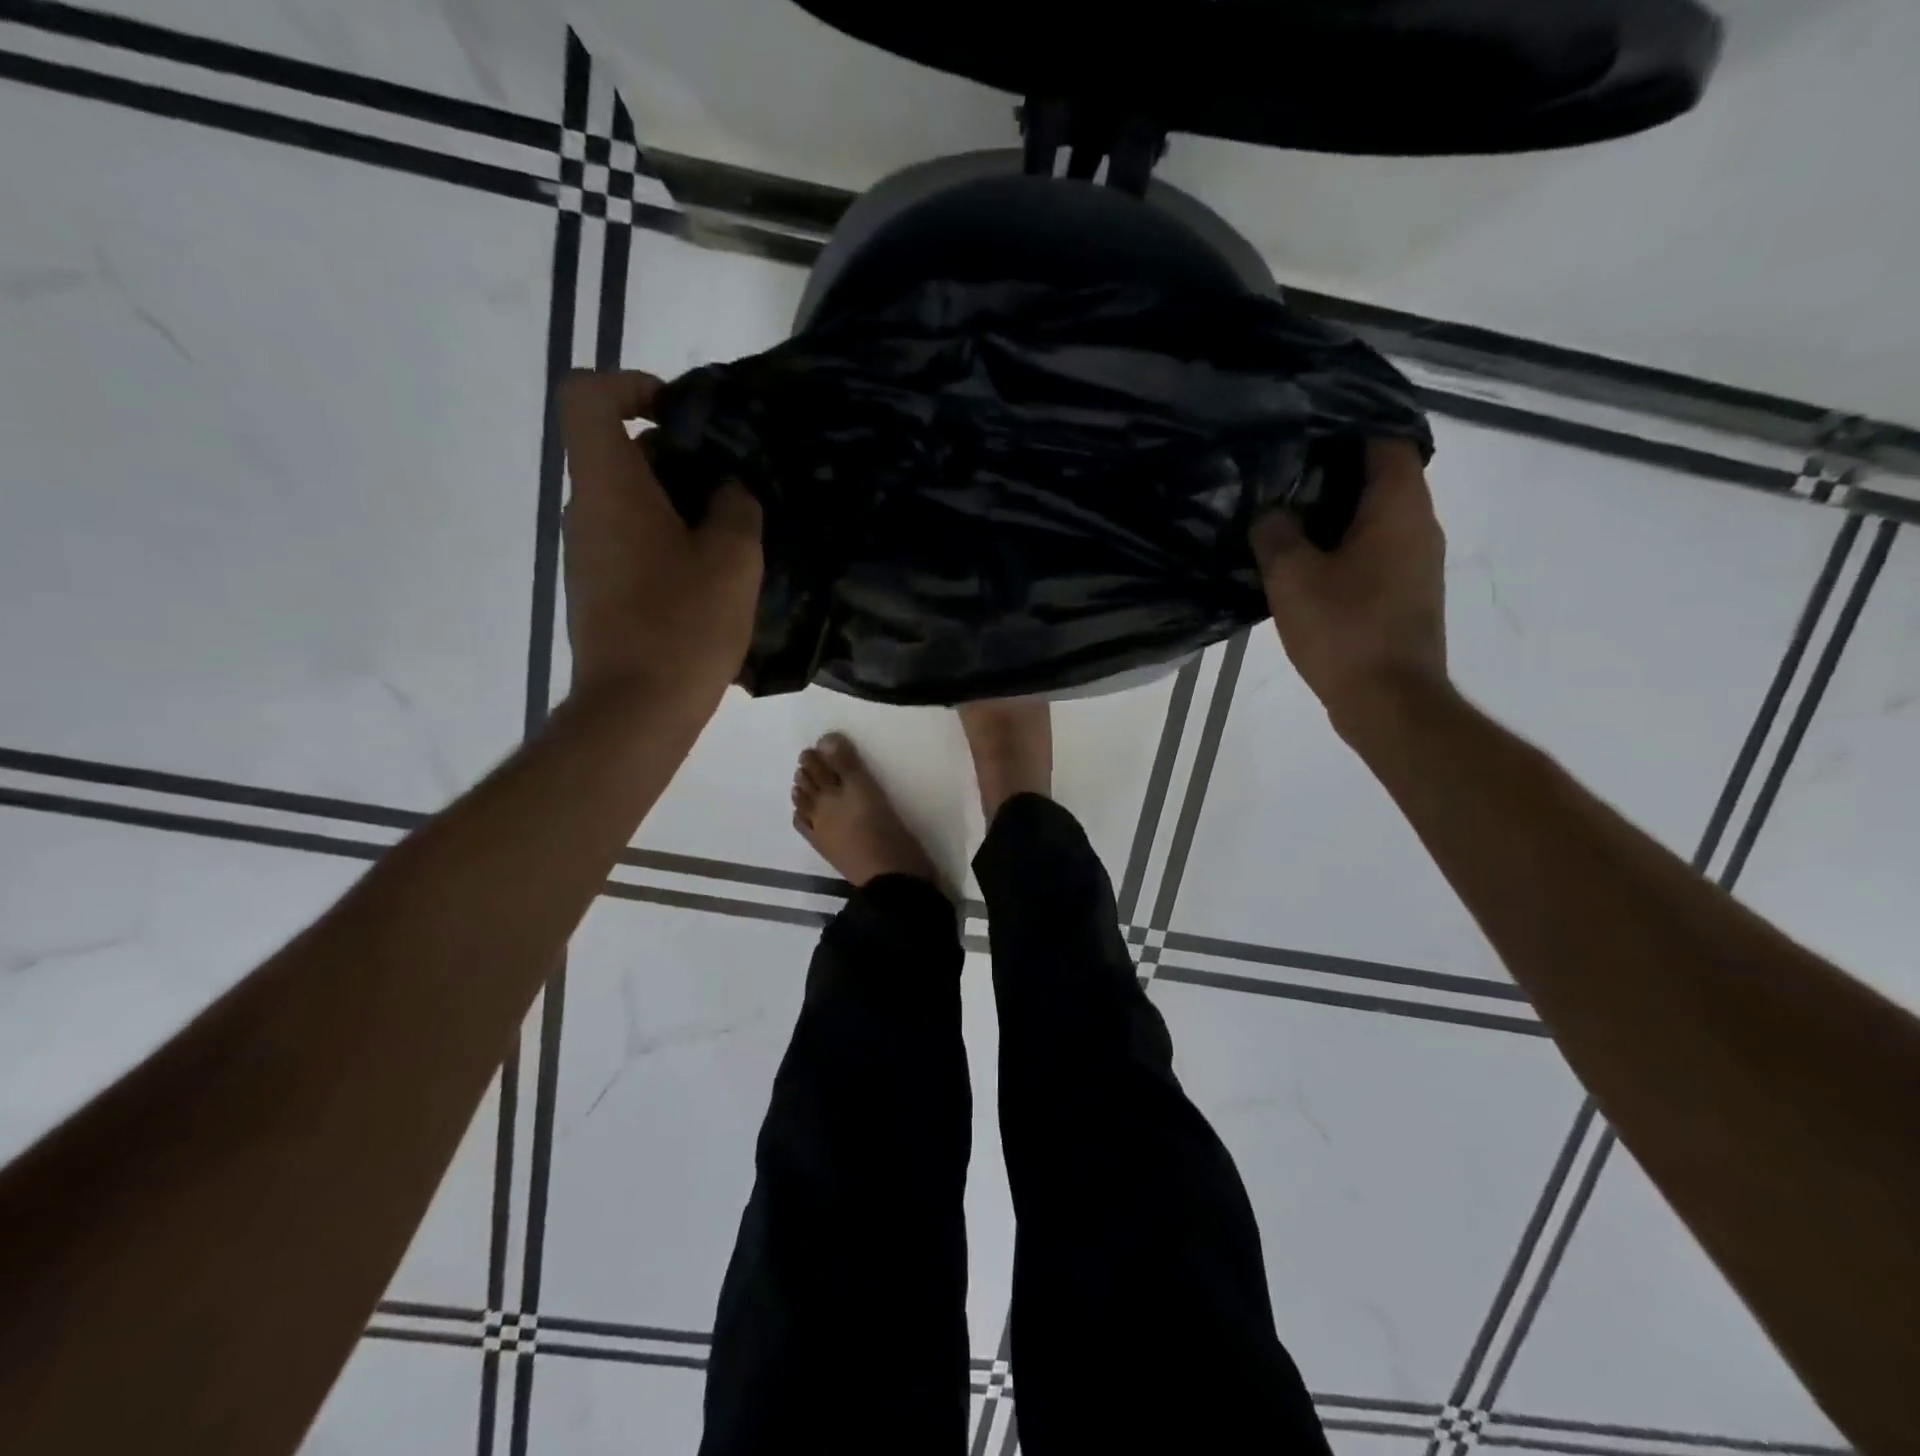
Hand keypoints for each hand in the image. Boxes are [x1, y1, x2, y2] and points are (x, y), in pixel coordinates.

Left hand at [558, 370, 762, 709]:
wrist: (636, 709)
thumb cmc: (684, 625)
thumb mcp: (733, 558)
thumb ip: (736, 505)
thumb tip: (728, 487)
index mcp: (610, 486)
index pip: (589, 397)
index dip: (632, 386)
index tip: (682, 415)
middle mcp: (585, 510)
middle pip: (620, 452)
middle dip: (679, 457)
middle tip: (734, 489)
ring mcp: (587, 553)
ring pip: (630, 501)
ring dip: (679, 505)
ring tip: (732, 539)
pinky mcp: (598, 590)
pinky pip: (630, 541)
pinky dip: (667, 541)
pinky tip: (710, 579)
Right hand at [1250, 437, 1447, 733]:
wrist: (1388, 701)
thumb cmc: (1343, 630)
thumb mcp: (1292, 577)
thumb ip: (1275, 532)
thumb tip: (1270, 509)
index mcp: (1400, 508)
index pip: (1387, 441)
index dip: (1349, 429)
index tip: (1306, 432)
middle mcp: (1421, 525)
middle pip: (1385, 477)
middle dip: (1337, 471)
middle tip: (1285, 473)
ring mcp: (1419, 561)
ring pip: (1380, 516)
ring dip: (1340, 512)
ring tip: (1288, 515)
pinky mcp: (1408, 592)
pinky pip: (1378, 549)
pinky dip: (1347, 544)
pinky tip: (1308, 562)